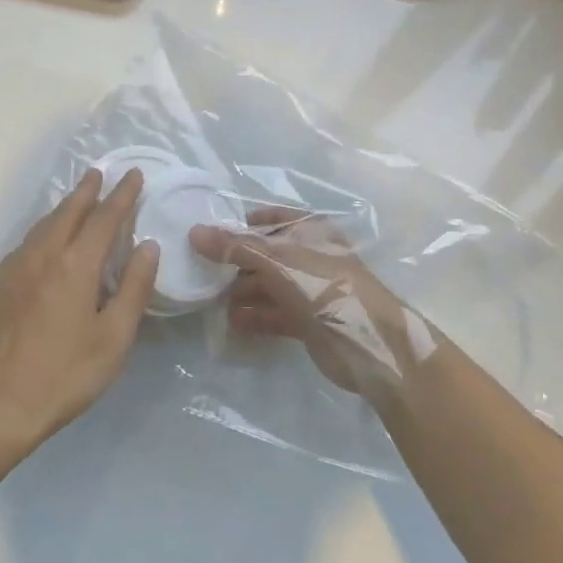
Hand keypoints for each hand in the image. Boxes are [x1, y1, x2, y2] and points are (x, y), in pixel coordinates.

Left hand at [0, 167, 158, 451]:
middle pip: (69, 211)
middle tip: (102, 173)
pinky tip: (51, 235)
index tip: (134, 175)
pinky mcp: (3, 283)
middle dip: (89, 190)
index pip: (104, 218)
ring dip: (66, 205)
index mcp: (75, 265)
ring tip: (80, 196)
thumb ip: (134, 287)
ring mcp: (18, 267)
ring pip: (46, 223)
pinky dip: (48, 225)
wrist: (0, 404)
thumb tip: (148, 246)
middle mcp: (44, 255)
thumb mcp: (114, 337)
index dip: (122, 195)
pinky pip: (31, 239)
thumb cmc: (66, 374)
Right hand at [189, 207, 438, 407]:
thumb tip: (194, 232)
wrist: (369, 343)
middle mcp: (310, 256)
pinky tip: (234, 324)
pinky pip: (274, 313)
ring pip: (268, 285)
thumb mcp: (277, 261)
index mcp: (310, 231)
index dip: (242, 225)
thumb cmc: (326, 287)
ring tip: (214, 303)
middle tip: (204, 274)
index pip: (271, 219)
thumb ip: (235, 247)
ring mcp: (310, 290)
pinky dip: (255, 317)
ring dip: (243, 293)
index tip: (211, 236)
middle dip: (236, 264)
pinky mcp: (308, 321)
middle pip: (265, 254)